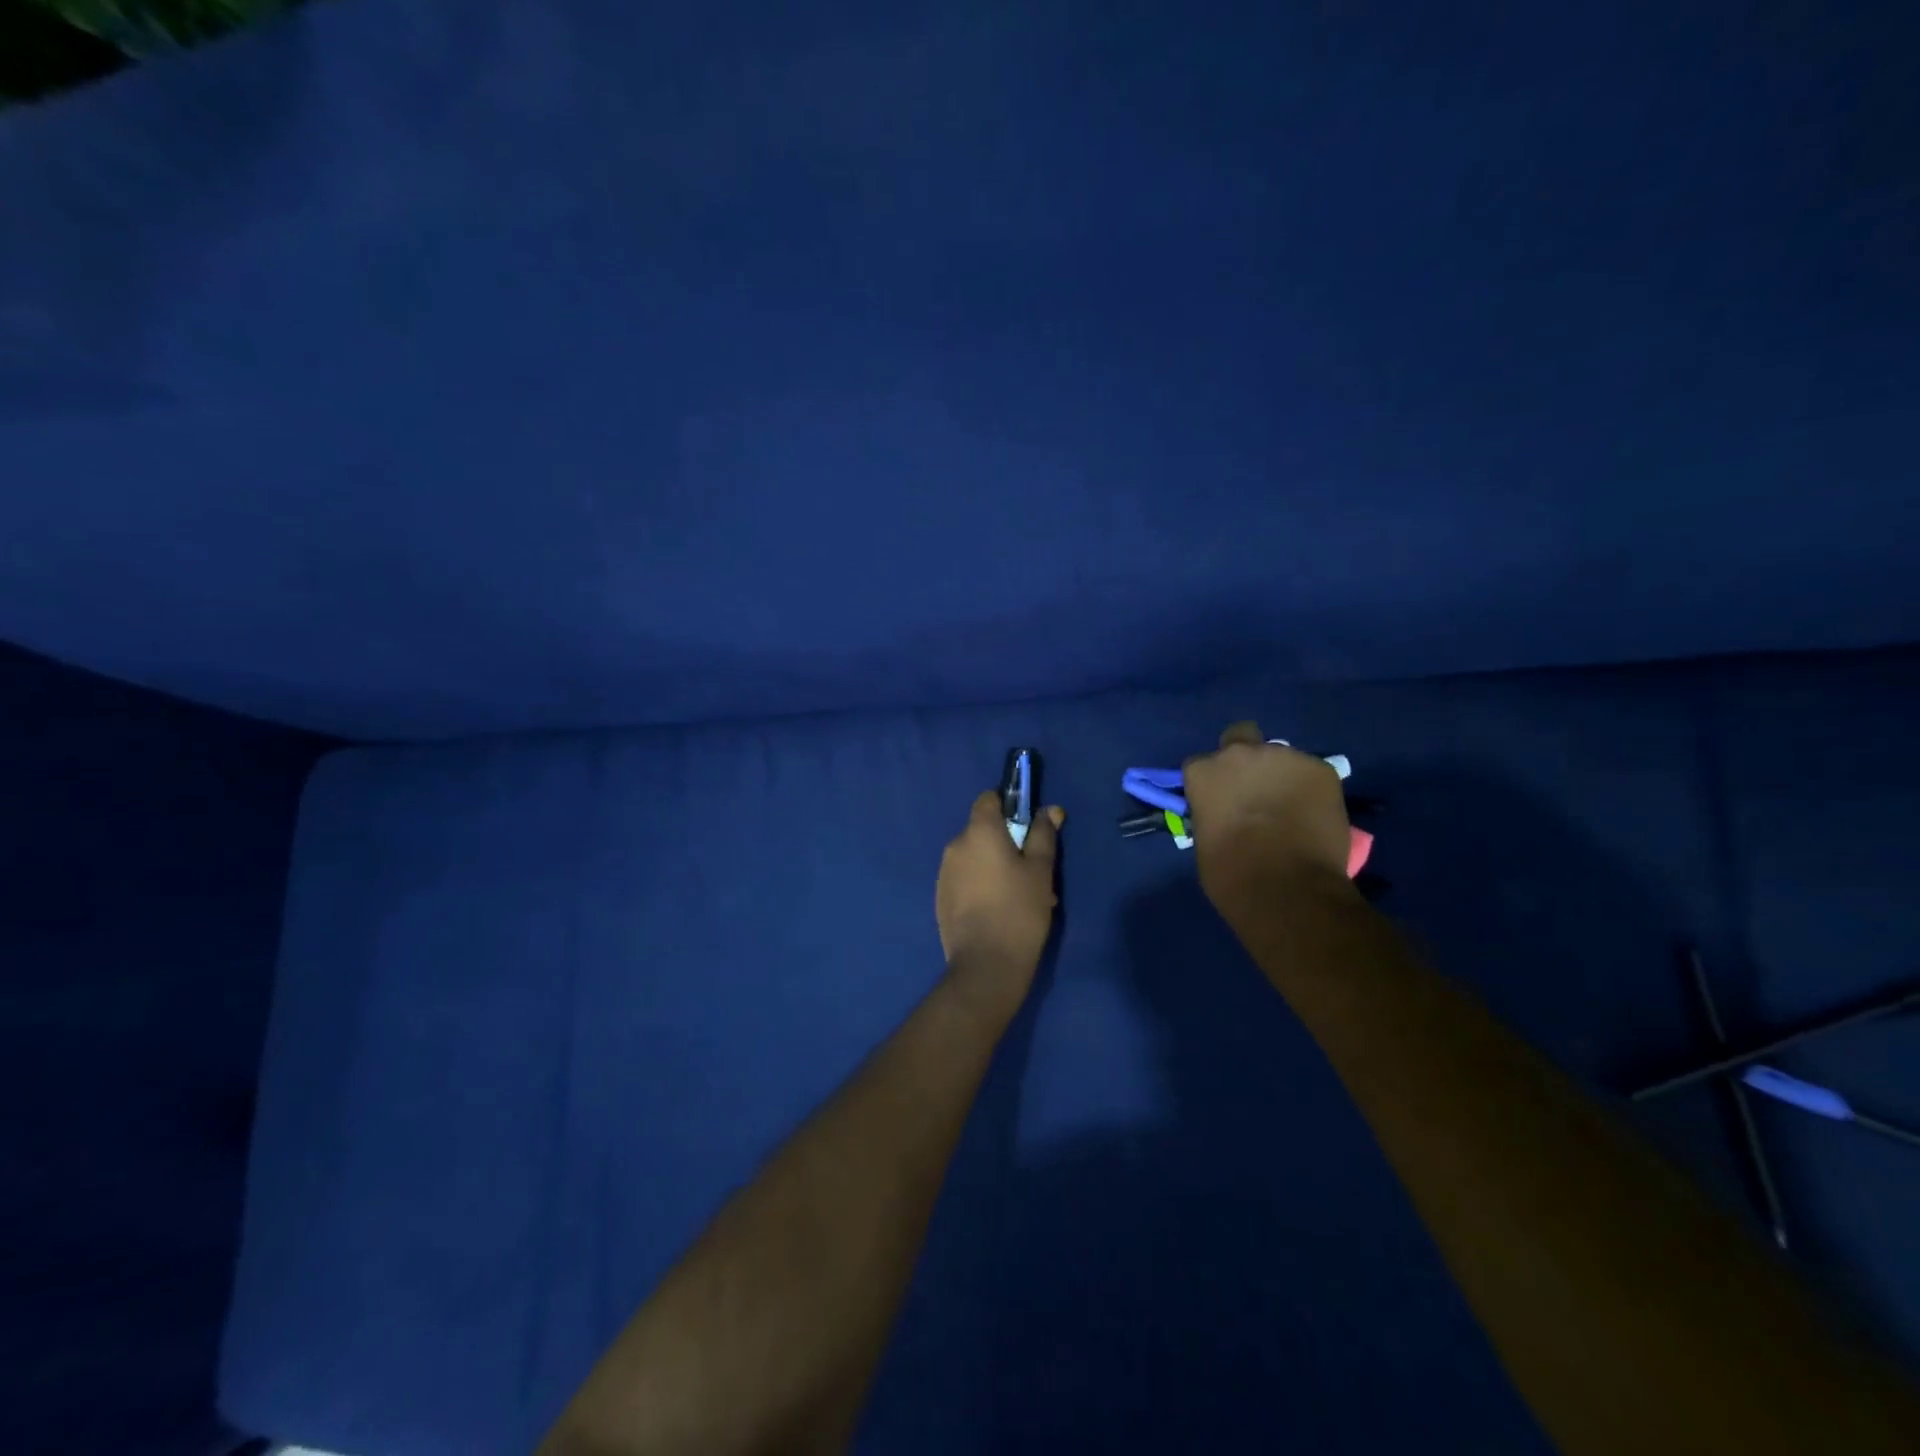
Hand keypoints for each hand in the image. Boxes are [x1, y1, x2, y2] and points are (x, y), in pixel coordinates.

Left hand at [935, 791, 1064, 1013]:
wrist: (986, 965)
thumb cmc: (1020, 910)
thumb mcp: (1041, 870)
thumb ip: (1043, 835)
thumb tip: (1049, 810)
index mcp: (979, 831)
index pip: (988, 799)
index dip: (1007, 806)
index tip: (1026, 825)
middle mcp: (955, 845)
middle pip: (982, 830)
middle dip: (1005, 842)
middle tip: (1031, 869)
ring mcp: (944, 872)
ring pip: (974, 857)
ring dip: (994, 865)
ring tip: (1019, 895)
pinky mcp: (940, 897)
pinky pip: (964, 879)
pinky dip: (980, 884)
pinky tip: (999, 910)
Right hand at [1181, 722, 1352, 899]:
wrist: (1287, 888)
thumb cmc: (1231, 873)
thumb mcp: (1205, 838)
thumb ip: (1213, 812)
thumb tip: (1226, 814)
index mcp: (1204, 771)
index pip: (1200, 765)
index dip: (1211, 782)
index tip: (1219, 801)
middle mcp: (1241, 753)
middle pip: (1240, 737)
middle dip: (1245, 759)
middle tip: (1254, 789)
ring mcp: (1284, 757)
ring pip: (1280, 757)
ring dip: (1280, 774)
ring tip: (1290, 805)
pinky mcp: (1322, 769)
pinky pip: (1312, 772)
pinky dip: (1310, 787)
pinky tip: (1314, 813)